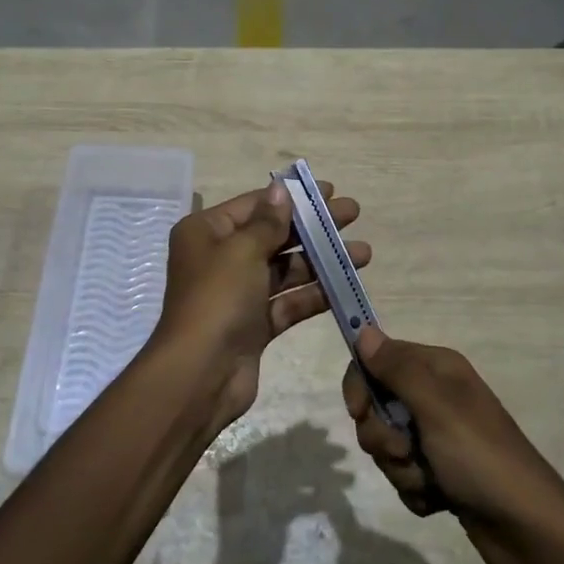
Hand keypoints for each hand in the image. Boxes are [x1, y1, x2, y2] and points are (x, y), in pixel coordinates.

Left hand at [152, 180, 369, 430]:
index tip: (331, 190)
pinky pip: (288, 302)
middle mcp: (220, 259)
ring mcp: (238, 294)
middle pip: (273, 235)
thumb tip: (281, 189)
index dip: (292, 197)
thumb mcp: (242, 251)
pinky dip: (315, 294)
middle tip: (353, 214)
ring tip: (363, 253)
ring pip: (286, 270)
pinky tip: (346, 285)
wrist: (200, 375)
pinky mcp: (254, 325)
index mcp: (206, 233)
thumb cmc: (218, 299)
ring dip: (322, 261)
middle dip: (313, 226)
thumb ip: (268, 222)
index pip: (255, 205)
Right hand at [343, 328, 563, 563]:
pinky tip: (438, 499)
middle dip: (382, 436)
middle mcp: (435, 396)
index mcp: (437, 369)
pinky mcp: (440, 473)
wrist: (528, 529)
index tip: (358, 411)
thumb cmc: (480, 457)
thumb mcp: (436, 406)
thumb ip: (397, 369)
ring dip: (401, 468)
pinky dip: (415, 490)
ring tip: (430, 481)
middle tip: (405, 451)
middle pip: (377, 406)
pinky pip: (403, 475)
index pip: (377, 359)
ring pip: (387, 445)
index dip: (361, 383)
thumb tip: (365, 332)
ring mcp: (438, 437)